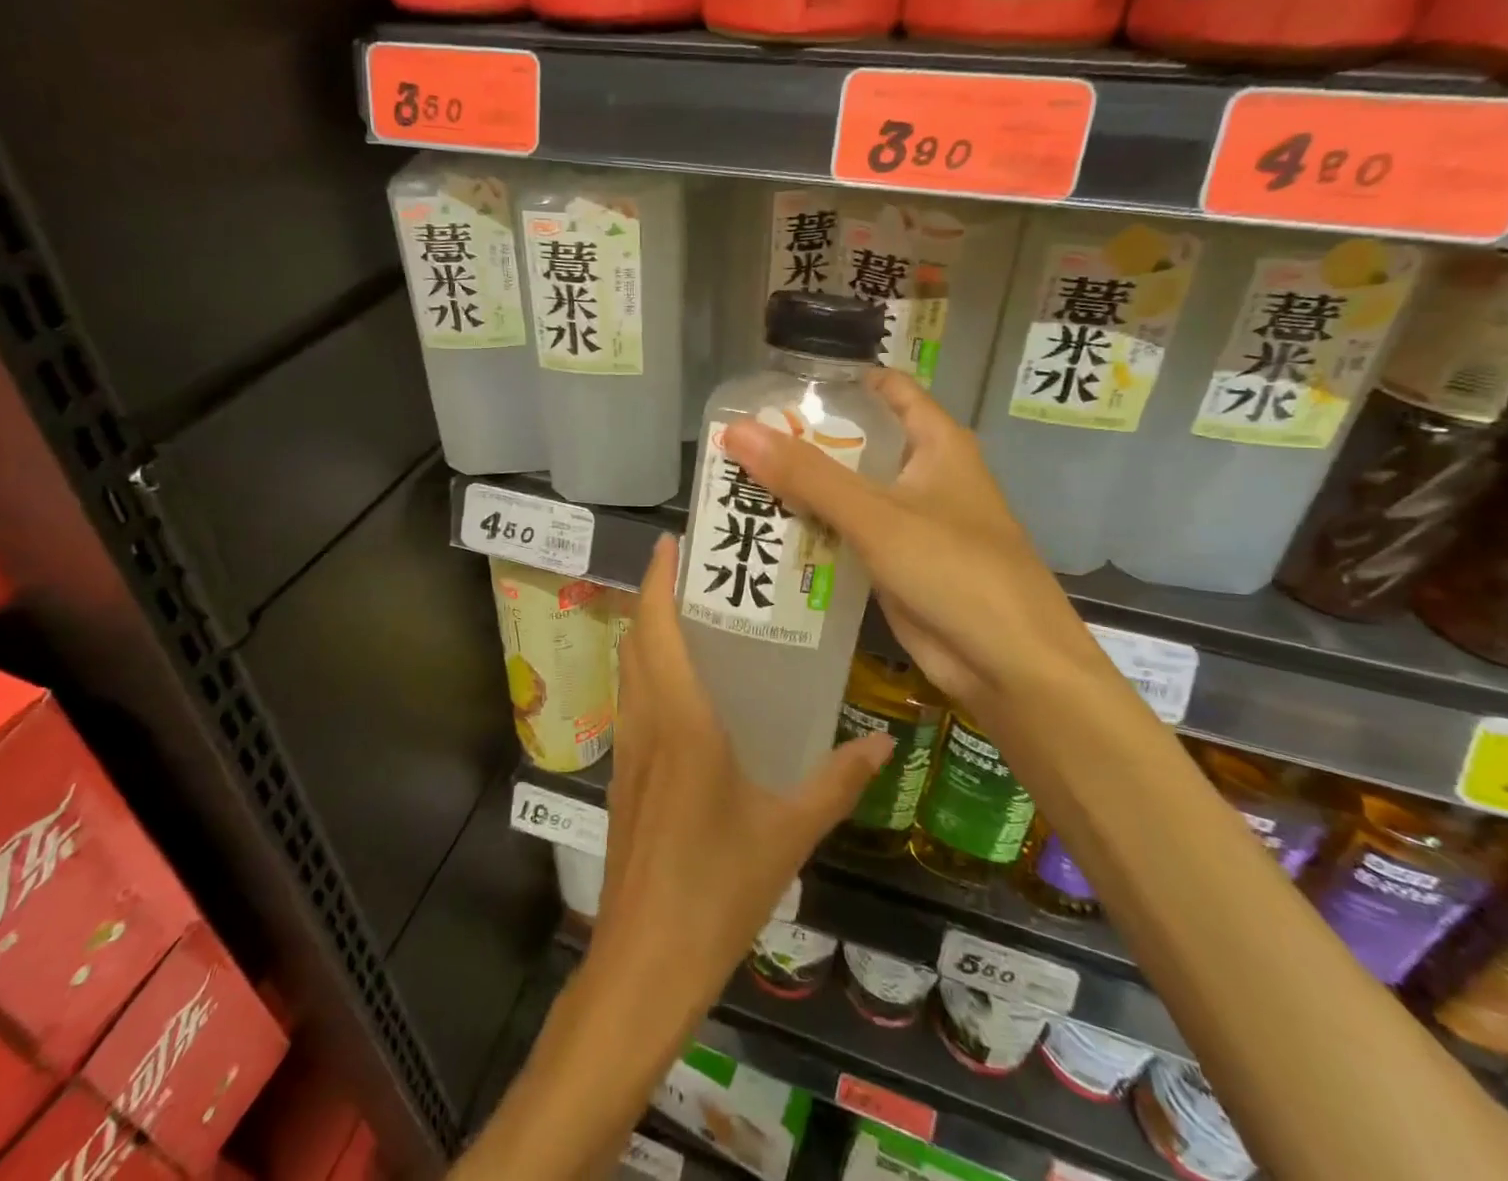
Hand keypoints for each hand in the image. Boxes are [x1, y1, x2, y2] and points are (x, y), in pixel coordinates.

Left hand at [589, 536, 890, 1023]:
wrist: (644, 964)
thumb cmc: (717, 889)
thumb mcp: (788, 832)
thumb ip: (836, 782)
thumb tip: (883, 743)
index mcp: (680, 720)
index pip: (658, 628)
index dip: (659, 579)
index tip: (672, 542)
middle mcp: (645, 722)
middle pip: (638, 640)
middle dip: (656, 597)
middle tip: (697, 573)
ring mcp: (627, 751)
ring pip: (629, 671)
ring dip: (648, 634)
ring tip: (692, 617)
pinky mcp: (623, 779)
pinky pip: (632, 705)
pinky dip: (649, 675)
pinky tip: (686, 692)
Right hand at [720, 370, 1111, 705]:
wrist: (1010, 665)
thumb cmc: (955, 570)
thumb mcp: (877, 515)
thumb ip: (807, 475)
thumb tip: (738, 430)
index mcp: (936, 444)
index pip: (888, 389)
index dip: (840, 380)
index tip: (782, 383)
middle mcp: (924, 475)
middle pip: (858, 442)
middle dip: (805, 440)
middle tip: (741, 438)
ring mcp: (910, 523)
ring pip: (848, 492)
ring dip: (803, 489)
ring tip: (738, 479)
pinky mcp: (896, 564)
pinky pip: (847, 536)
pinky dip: (813, 531)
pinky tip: (767, 531)